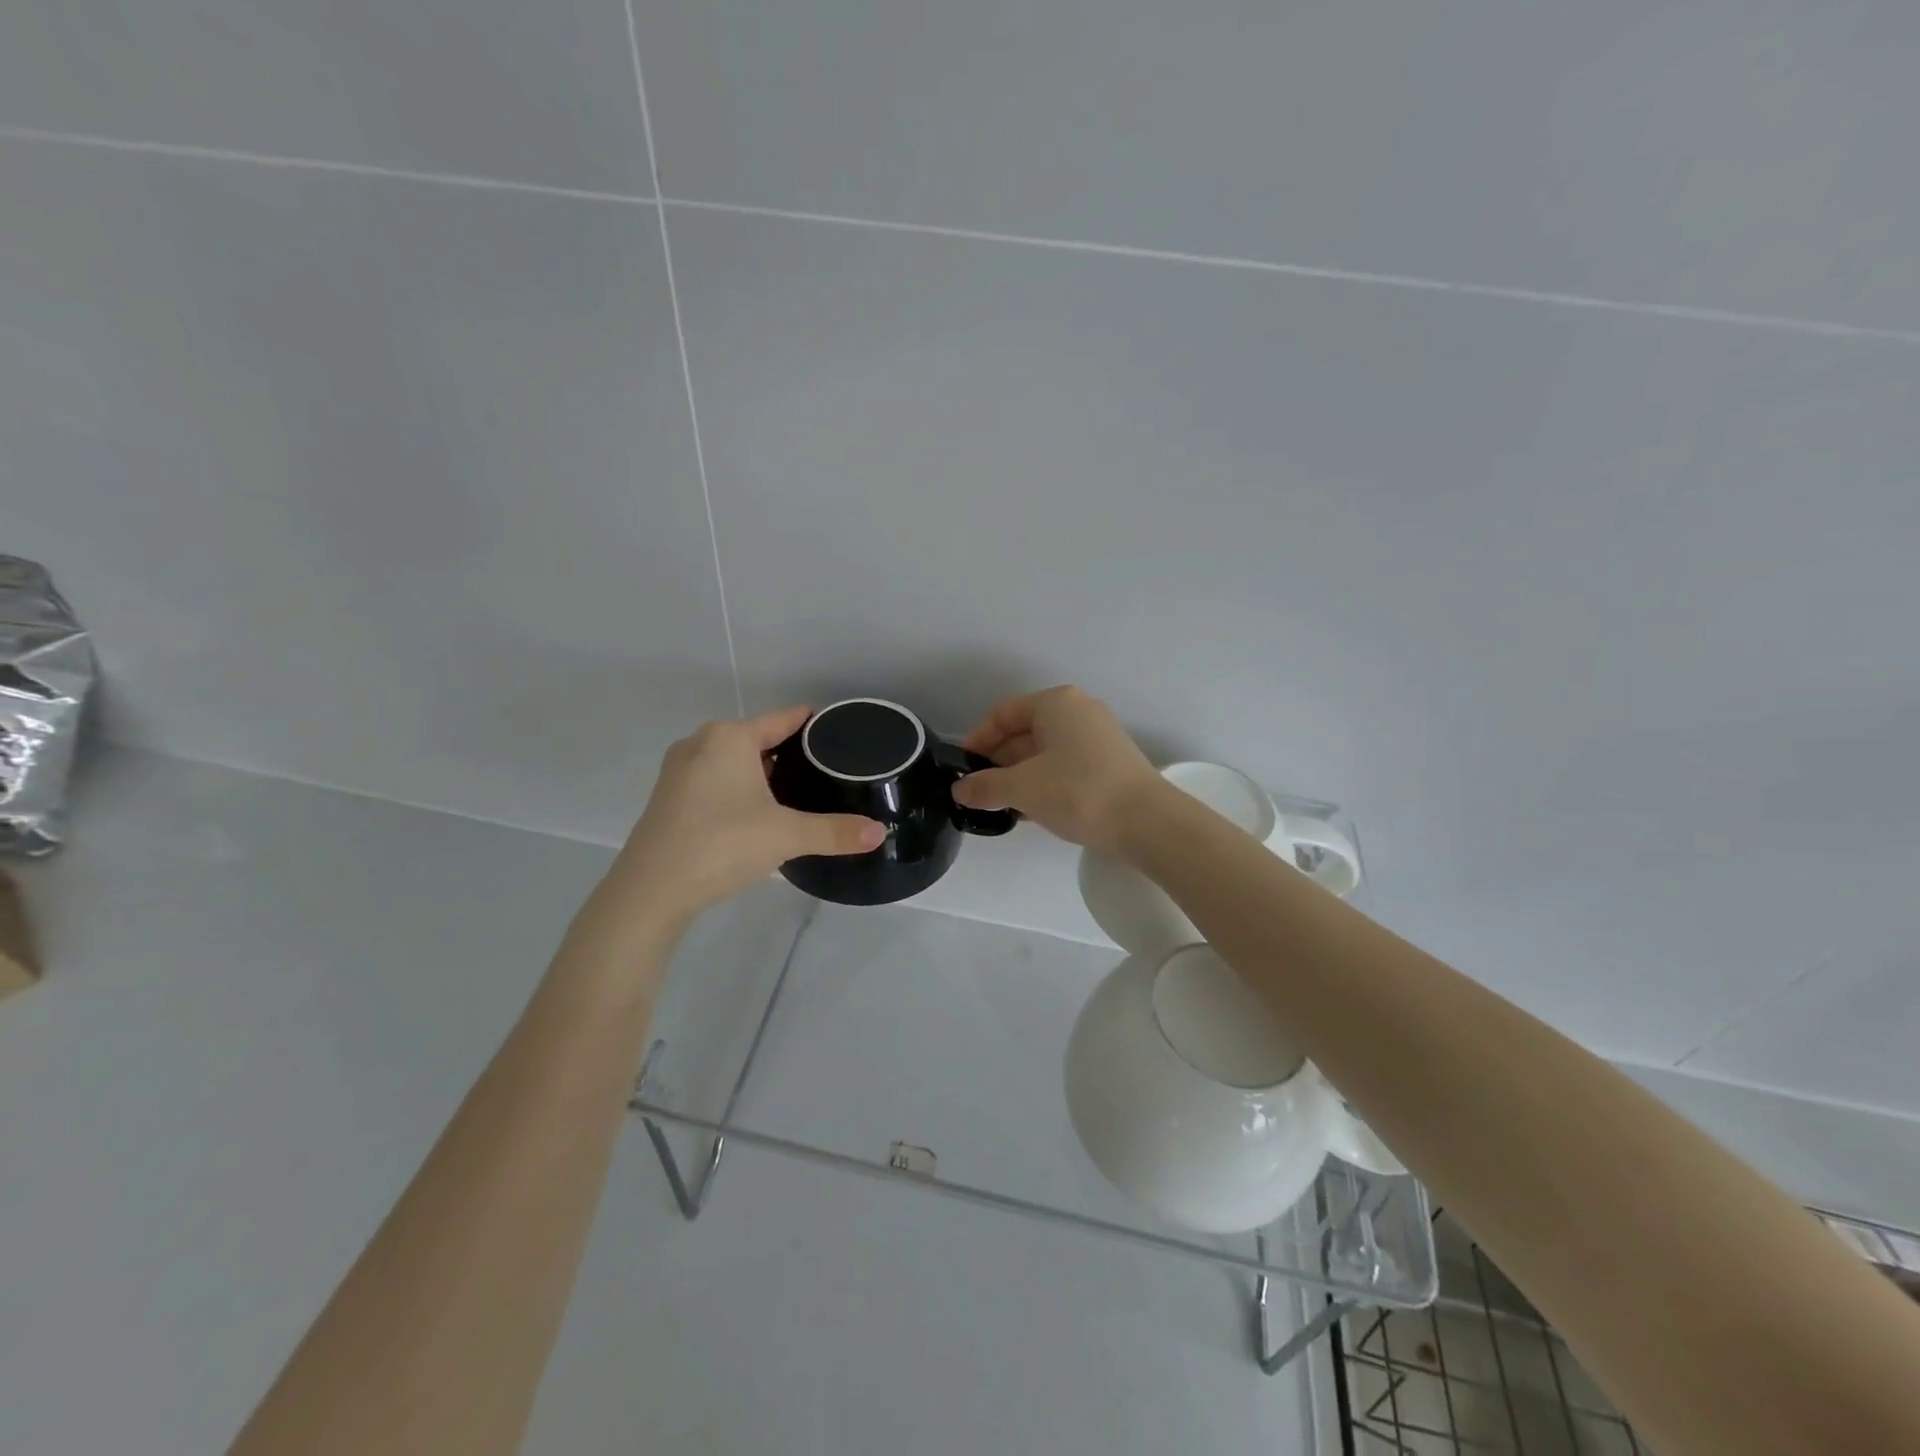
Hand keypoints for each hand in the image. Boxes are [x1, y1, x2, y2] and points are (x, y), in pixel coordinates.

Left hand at [599, 707, 884, 926]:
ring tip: (797, 793)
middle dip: (789, 753)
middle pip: (757, 738)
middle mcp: (701, 744)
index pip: (783, 719)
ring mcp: (679, 770)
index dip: (813, 725)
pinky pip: (714, 780)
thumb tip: (880, 833)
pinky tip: (756, 813)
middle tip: (826, 773)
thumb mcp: (785, 835)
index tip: (841, 734)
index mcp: (729, 737)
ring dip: (761, 772)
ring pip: (733, 760)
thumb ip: (835, 831)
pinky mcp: (669, 797)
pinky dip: (738, 788)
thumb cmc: (721, 844)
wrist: (650, 891)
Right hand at [952, 686, 1159, 852]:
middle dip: (998, 762)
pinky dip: (1044, 783)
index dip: (977, 740)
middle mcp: (1078, 712)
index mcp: (1055, 703)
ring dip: (1020, 776)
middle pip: (1024, 731)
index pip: (1003, 714)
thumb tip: (960, 790)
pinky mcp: (1111, 763)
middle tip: (979, 793)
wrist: (1147, 822)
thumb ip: (985, 787)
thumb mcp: (1022, 788)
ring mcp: (1098, 737)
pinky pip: (1065, 766)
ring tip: (1001, 806)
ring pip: (1045, 752)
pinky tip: (1032, 811)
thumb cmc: (1078, 791)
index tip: (963, 770)